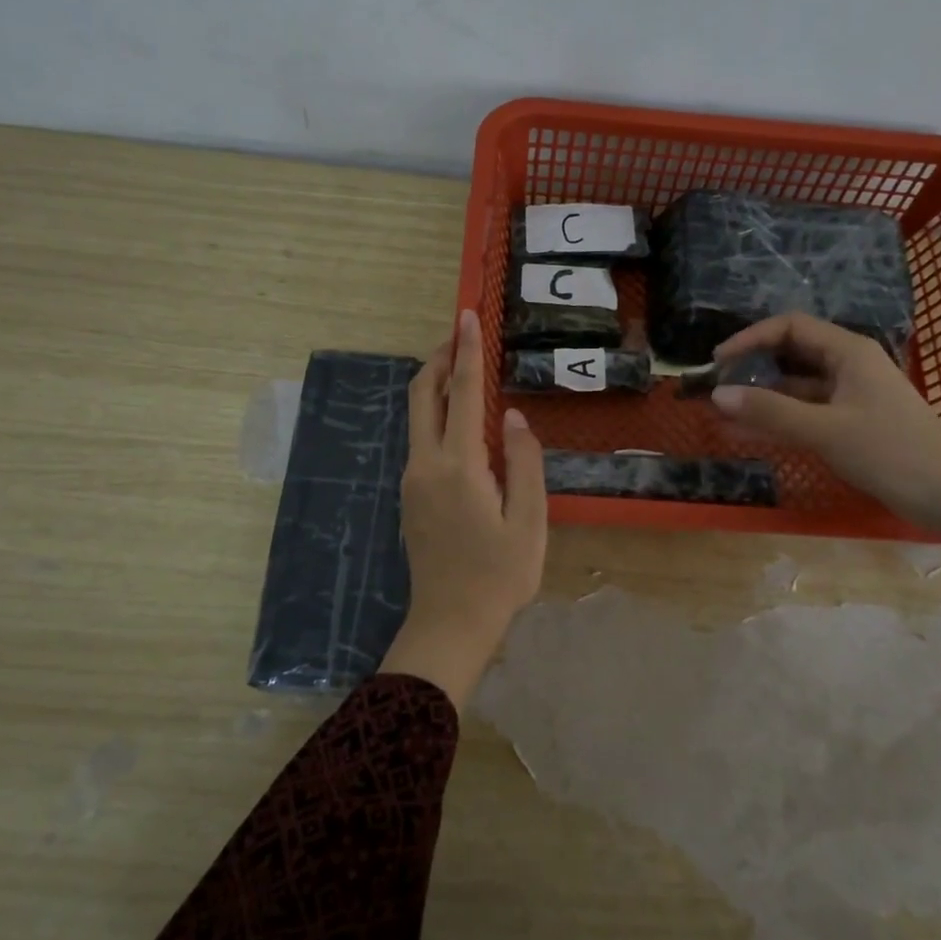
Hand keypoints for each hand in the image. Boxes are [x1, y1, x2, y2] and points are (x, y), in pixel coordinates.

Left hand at [380, 309, 548, 708]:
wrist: (450, 623)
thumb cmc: (499, 575)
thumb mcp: (529, 520)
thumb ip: (523, 462)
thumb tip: (511, 415)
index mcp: (458, 466)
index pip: (461, 393)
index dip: (466, 351)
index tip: (467, 316)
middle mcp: (425, 464)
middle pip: (422, 396)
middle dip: (439, 359)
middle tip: (460, 334)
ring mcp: (412, 480)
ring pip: (417, 417)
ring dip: (437, 386)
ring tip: (466, 370)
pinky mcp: (410, 496)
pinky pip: (421, 439)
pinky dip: (437, 415)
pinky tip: (461, 422)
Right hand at [708, 314, 940, 530]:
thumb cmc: (891, 452)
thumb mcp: (825, 430)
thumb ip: (770, 411)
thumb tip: (717, 395)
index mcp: (848, 351)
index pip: (790, 327)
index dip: (751, 338)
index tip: (719, 361)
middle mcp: (848, 365)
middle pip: (791, 354)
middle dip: (752, 369)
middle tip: (717, 388)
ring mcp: (850, 396)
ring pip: (796, 388)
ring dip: (761, 399)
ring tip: (723, 416)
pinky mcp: (851, 423)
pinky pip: (806, 413)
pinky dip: (779, 420)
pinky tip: (748, 435)